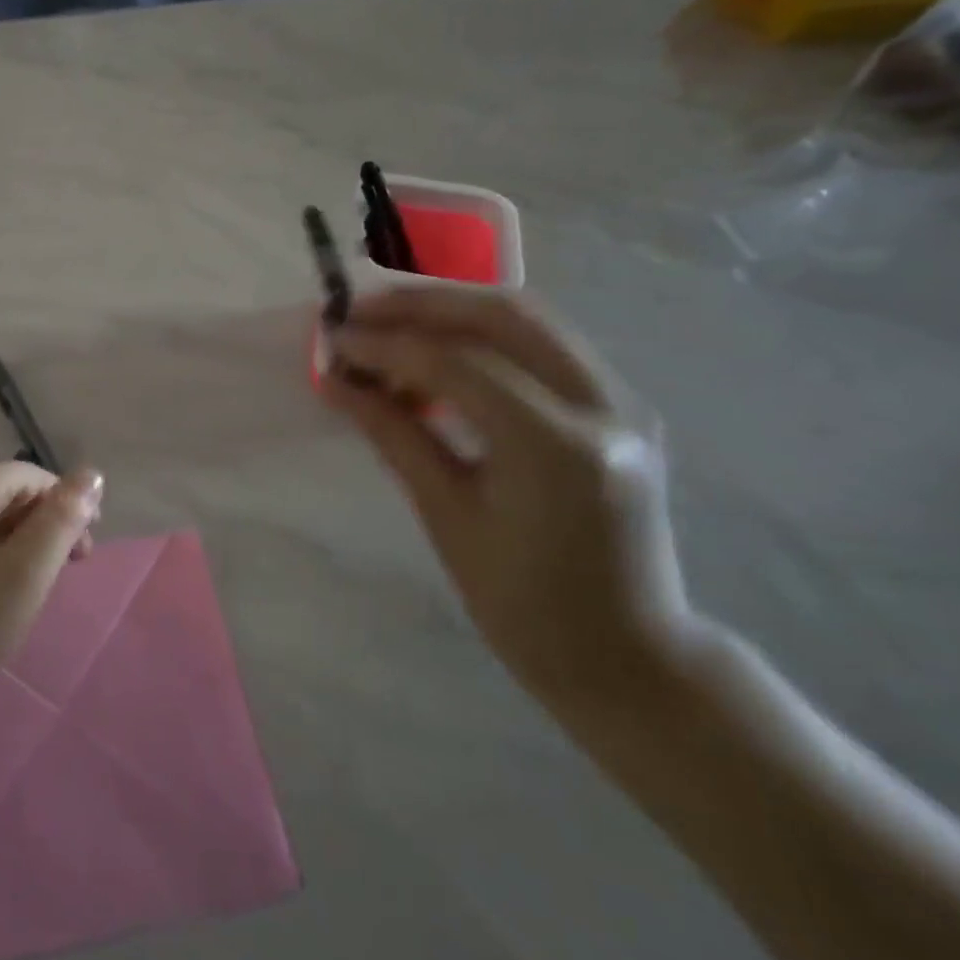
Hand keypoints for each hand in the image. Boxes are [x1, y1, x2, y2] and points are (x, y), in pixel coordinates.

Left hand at [0, 463, 105, 747]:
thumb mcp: (20, 579)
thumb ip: (59, 523)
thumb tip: (90, 473)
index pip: (29, 476)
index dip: (65, 506)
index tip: (83, 556)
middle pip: (0, 495)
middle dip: (38, 528)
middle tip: (57, 581)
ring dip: (8, 550)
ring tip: (20, 599)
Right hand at [321, 286, 709, 710]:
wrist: (626, 655)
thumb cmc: (524, 605)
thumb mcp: (447, 517)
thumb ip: (393, 434)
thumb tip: (337, 382)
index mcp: (556, 448)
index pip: (458, 363)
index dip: (386, 344)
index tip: (333, 338)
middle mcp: (603, 407)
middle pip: (506, 314)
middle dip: (424, 304)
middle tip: (360, 311)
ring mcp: (624, 403)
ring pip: (532, 320)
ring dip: (454, 314)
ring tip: (391, 330)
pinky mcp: (621, 408)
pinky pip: (546, 348)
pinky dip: (485, 340)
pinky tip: (440, 360)